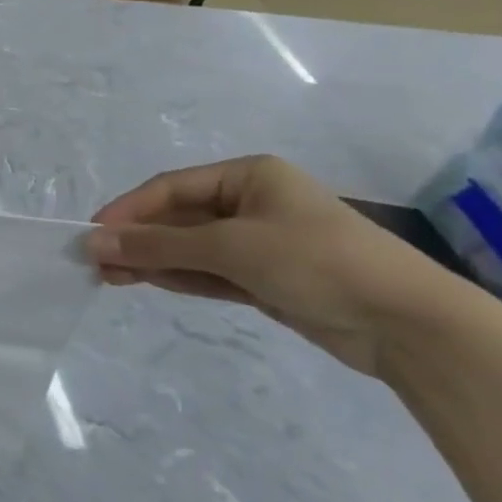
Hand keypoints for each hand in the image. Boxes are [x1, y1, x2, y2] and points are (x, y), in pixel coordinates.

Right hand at [86, 155, 458, 377]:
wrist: (410, 325)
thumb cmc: (317, 262)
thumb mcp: (231, 247)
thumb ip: (159, 245)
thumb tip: (94, 242)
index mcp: (248, 175)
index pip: (170, 188)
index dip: (128, 210)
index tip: (92, 234)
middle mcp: (250, 202)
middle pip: (177, 218)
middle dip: (137, 238)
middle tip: (95, 261)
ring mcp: (259, 242)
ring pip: (189, 247)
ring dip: (151, 259)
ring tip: (108, 276)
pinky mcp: (266, 278)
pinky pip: (208, 271)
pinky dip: (177, 276)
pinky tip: (144, 282)